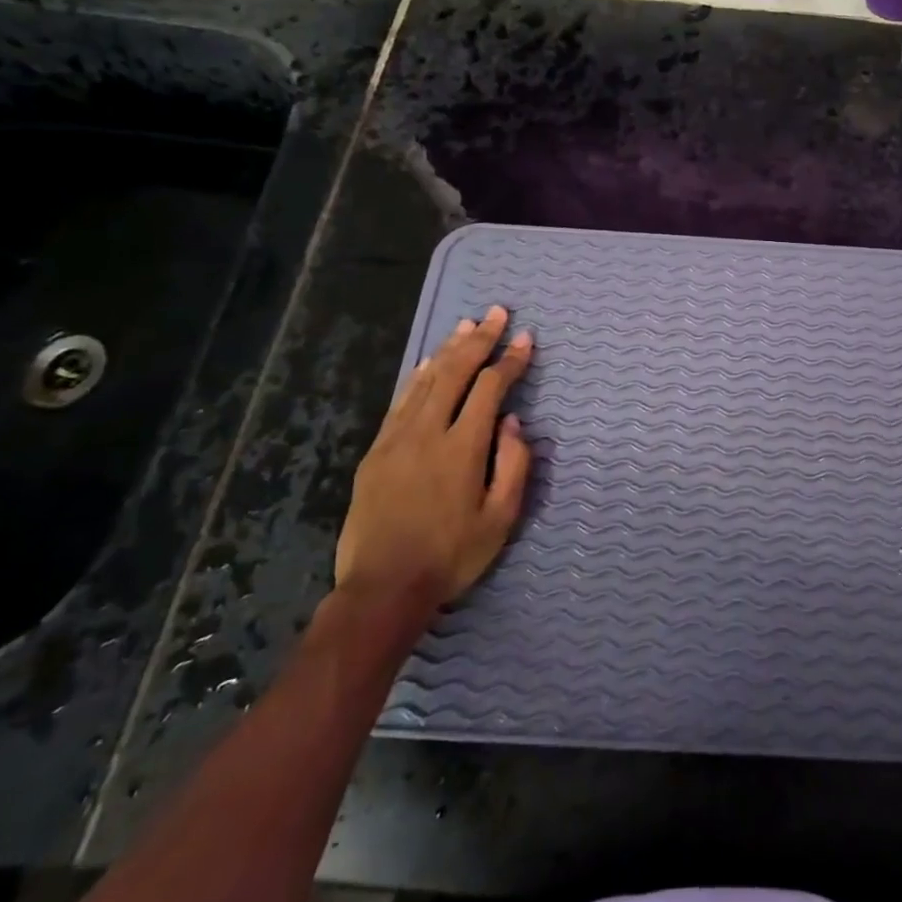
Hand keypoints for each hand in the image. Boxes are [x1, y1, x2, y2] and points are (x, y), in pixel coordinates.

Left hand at [335, 306, 532, 611]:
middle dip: (479, 339)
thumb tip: (513, 423)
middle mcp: (428, 432)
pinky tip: (427, 362)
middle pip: (455, 372)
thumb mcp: (501, 519)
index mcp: (463, 448)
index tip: (525, 338)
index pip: (490, 389)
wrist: (383, 588)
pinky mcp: (377, 451)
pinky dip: (417, 376)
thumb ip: (514, 465)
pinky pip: (400, 401)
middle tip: (496, 312)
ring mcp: (397, 439)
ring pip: (426, 381)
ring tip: (466, 325)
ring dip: (448, 350)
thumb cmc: (452, 556)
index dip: (510, 360)